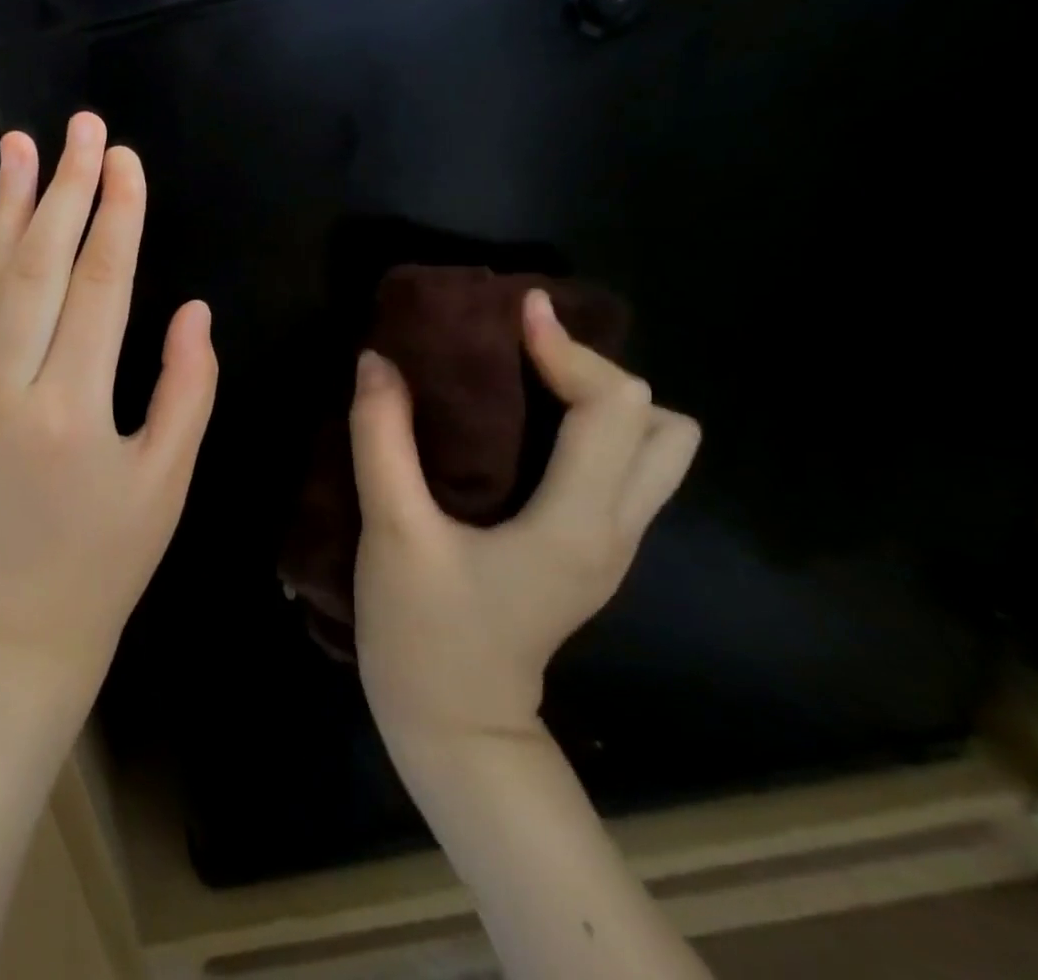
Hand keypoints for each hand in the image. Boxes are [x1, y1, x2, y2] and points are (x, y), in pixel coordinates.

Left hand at [0, 113, 217, 698]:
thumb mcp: (169, 479)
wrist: (26, 615)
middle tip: (82, 126)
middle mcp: (15, 387)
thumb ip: (187, 388)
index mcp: (74, 409)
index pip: (100, 288)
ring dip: (9, 207)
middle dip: (64, 189)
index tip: (125, 159)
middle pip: (40, 267)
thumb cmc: (112, 555)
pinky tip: (3, 218)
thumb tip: (193, 309)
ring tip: (20, 146)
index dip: (115, 217)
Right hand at [351, 289, 699, 743]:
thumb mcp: (392, 530)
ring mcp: (607, 546)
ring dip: (601, 402)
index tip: (516, 311)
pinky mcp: (585, 553)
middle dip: (598, 373)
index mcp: (577, 522)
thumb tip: (377, 362)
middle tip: (524, 354)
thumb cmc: (424, 631)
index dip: (569, 349)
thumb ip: (382, 440)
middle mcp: (613, 529)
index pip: (614, 409)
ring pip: (652, 453)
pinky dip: (585, 430)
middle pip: (661, 426)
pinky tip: (520, 425)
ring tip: (527, 382)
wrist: (453, 726)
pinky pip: (615, 470)